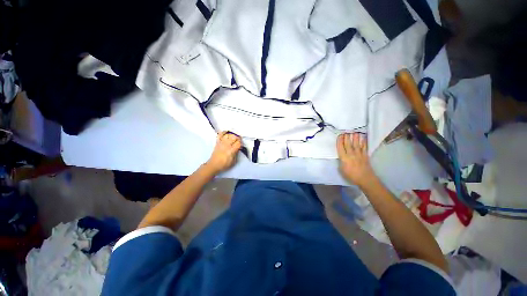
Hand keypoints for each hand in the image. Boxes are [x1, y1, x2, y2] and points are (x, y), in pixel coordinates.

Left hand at [205, 131, 241, 173]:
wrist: (213, 165)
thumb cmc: (224, 164)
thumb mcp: (233, 161)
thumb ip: (236, 154)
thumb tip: (238, 148)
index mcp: (231, 151)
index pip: (238, 143)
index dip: (241, 143)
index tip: (241, 145)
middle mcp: (227, 145)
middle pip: (234, 137)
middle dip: (237, 138)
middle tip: (238, 141)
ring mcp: (221, 143)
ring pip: (228, 135)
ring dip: (232, 135)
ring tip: (233, 138)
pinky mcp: (217, 142)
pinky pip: (220, 135)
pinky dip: (223, 132)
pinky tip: (226, 132)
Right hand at [337, 133, 376, 187]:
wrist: (365, 179)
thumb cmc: (351, 175)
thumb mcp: (342, 170)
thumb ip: (341, 162)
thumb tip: (341, 157)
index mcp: (344, 158)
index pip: (340, 147)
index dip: (339, 141)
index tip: (339, 135)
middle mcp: (351, 154)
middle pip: (348, 144)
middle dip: (346, 137)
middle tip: (346, 131)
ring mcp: (359, 154)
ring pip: (356, 144)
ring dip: (355, 137)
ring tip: (354, 131)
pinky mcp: (365, 155)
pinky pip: (364, 147)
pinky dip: (363, 142)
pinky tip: (363, 138)